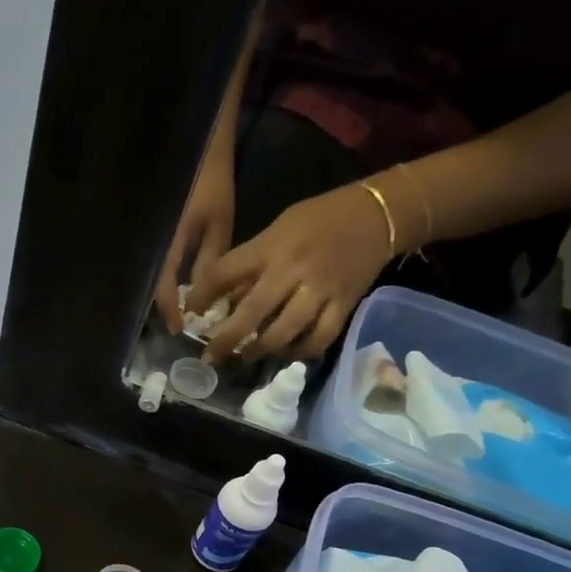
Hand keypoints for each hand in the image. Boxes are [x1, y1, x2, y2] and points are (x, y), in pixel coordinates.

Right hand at [153, 148, 235, 332]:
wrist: (198, 151)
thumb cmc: (212, 186)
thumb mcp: (219, 225)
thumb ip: (210, 263)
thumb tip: (206, 300)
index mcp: (168, 243)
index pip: (162, 287)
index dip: (169, 311)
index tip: (179, 330)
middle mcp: (152, 245)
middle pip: (152, 286)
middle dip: (165, 308)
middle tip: (180, 325)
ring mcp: (149, 241)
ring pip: (151, 278)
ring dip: (164, 296)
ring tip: (179, 311)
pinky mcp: (152, 237)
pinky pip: (155, 266)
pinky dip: (165, 281)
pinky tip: (178, 288)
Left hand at [187, 182, 392, 362]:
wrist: (379, 214)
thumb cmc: (319, 220)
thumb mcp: (279, 228)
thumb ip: (253, 262)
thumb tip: (226, 299)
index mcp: (272, 246)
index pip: (227, 271)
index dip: (203, 295)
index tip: (191, 313)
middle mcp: (293, 269)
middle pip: (253, 310)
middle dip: (227, 338)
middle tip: (210, 357)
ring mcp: (320, 289)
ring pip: (285, 330)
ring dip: (260, 349)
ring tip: (246, 356)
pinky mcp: (344, 305)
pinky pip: (319, 338)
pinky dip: (300, 352)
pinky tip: (286, 354)